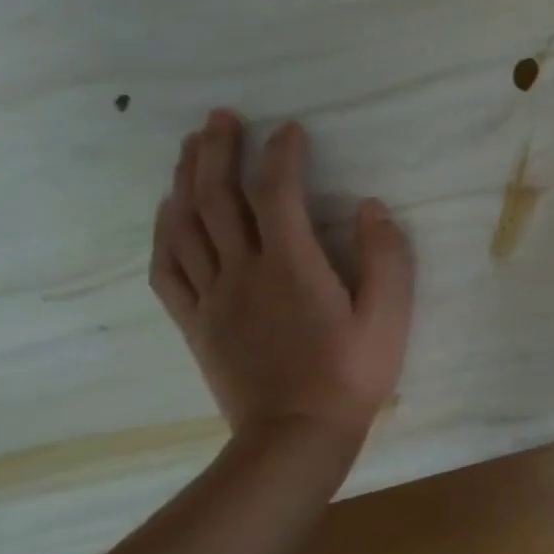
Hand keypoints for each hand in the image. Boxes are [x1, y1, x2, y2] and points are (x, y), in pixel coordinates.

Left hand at [149, 110, 415, 459]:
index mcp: (292, 266)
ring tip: (191, 148)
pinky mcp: (196, 322)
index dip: (281, 155)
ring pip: (187, 226)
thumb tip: (371, 207)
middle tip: (220, 117)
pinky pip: (168, 268)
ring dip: (187, 180)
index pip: (278, 194)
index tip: (291, 129)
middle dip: (218, 152)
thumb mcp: (390, 315)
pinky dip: (164, 231)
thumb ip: (386, 257)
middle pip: (219, 200)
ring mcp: (213, 297)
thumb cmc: (352, 373)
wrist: (296, 436)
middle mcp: (244, 272)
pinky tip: (169, 211)